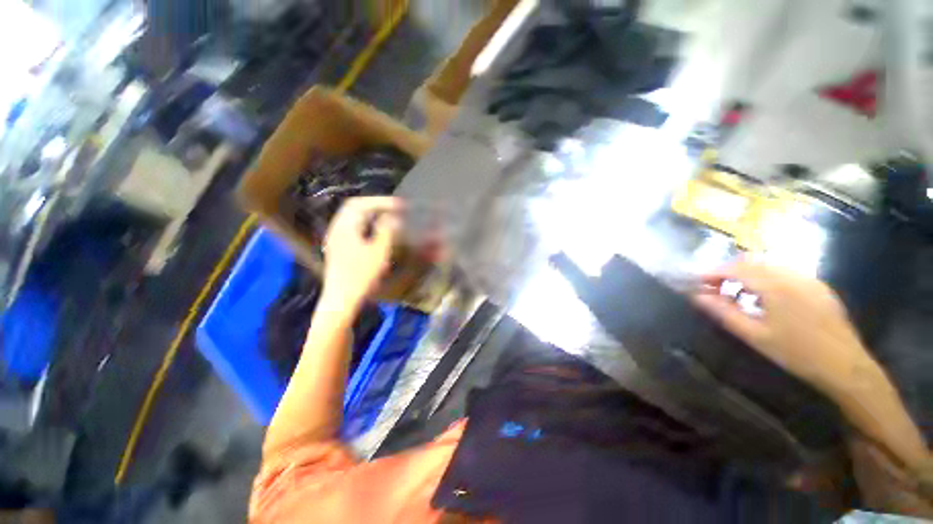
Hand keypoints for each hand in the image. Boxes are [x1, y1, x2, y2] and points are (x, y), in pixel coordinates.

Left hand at [321, 197, 402, 309]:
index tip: (399, 205)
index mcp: (345, 227)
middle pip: (354, 208)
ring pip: (353, 218)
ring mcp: (336, 239)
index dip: (381, 201)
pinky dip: (367, 224)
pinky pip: (353, 227)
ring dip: (371, 214)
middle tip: (394, 208)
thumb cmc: (361, 275)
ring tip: (388, 217)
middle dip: (375, 205)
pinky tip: (376, 232)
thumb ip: (387, 231)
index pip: (360, 203)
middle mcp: (337, 229)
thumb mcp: (378, 252)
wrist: (341, 299)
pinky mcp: (339, 248)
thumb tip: (393, 217)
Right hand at [692, 261, 882, 396]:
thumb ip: (723, 312)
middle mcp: (791, 275)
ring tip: (735, 292)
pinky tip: (764, 296)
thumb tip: (697, 296)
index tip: (697, 283)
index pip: (735, 268)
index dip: (712, 273)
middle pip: (751, 261)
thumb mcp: (754, 335)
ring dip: (746, 273)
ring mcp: (807, 278)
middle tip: (713, 287)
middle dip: (727, 271)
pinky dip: (766, 277)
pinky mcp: (817, 285)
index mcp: (775, 286)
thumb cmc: (796, 353)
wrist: (845, 366)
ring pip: (768, 264)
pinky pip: (784, 272)